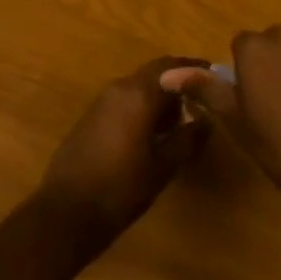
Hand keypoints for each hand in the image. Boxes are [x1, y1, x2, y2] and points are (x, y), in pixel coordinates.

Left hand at [33, 57, 210, 261]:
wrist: (66, 212)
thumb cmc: (120, 189)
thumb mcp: (162, 167)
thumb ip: (187, 139)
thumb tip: (206, 121)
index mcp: (138, 94)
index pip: (172, 67)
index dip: (194, 69)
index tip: (214, 75)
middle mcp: (119, 88)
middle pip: (154, 73)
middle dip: (178, 81)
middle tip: (202, 98)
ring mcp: (102, 101)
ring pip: (138, 86)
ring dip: (160, 95)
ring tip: (181, 119)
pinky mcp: (91, 117)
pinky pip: (124, 100)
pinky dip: (142, 106)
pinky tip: (153, 131)